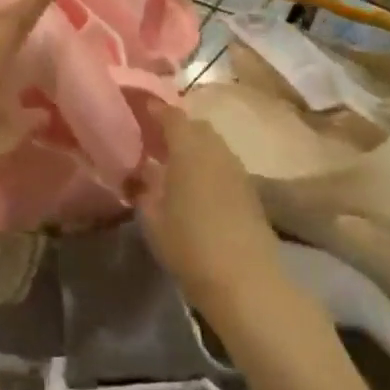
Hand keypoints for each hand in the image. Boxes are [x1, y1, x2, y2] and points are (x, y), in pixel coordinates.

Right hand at [136, 105, 287, 321]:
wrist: (245, 280)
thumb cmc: (189, 244)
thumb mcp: (152, 218)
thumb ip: (143, 188)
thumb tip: (140, 171)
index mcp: (189, 148)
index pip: (171, 115)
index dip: (155, 109)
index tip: (139, 109)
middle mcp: (216, 150)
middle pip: (195, 126)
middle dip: (175, 128)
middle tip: (153, 140)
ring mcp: (237, 169)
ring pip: (212, 145)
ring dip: (193, 147)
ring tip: (172, 164)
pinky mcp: (250, 191)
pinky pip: (223, 164)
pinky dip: (207, 164)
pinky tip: (195, 186)